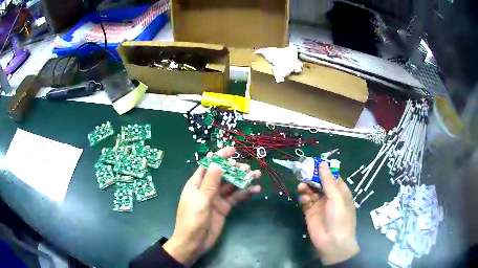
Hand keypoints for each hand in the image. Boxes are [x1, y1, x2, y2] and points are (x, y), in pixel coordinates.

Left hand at [163, 147, 260, 265]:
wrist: (194, 244)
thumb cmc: (192, 221)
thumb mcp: (200, 202)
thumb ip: (210, 184)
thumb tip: (217, 163)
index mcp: (196, 184)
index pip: (209, 166)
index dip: (220, 157)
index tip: (233, 150)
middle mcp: (207, 189)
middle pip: (222, 174)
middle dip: (235, 169)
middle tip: (248, 168)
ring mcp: (216, 199)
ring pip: (231, 185)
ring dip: (243, 180)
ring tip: (256, 176)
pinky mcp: (224, 208)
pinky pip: (235, 198)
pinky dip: (245, 193)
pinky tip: (255, 190)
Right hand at [298, 162, 359, 264]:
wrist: (332, 242)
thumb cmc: (340, 217)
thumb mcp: (336, 197)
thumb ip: (328, 181)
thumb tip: (323, 163)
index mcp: (340, 191)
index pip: (331, 176)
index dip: (323, 169)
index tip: (313, 162)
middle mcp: (330, 197)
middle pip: (319, 183)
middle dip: (312, 177)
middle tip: (302, 171)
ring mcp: (320, 205)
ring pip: (311, 191)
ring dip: (307, 187)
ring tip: (302, 186)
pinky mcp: (310, 213)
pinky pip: (305, 202)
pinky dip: (303, 198)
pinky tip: (303, 198)